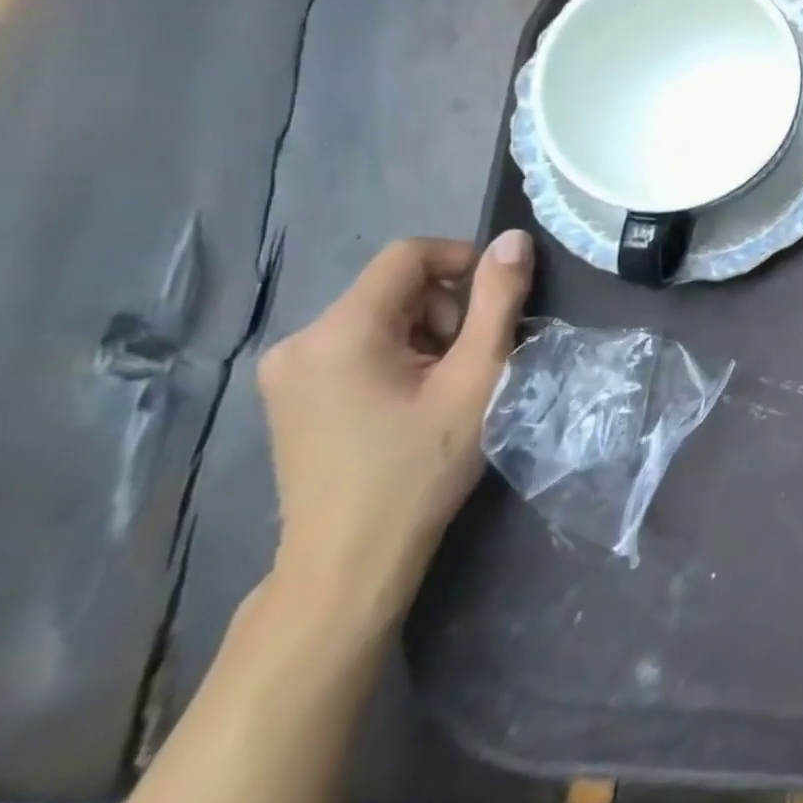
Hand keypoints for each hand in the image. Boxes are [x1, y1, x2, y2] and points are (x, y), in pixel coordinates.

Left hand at [256, 232, 533, 633]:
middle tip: (473, 360)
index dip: (463, 261)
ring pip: (379, 315)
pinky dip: (397, 355)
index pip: (408, 255)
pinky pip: (357, 344)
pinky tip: (412, 400)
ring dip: (425, 334)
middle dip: (446, 309)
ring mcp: (287, 370)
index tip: (498, 303)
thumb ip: (498, 302)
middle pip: (394, 287)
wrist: (350, 562)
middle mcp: (300, 340)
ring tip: (446, 386)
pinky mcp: (290, 395)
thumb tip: (514, 239)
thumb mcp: (477, 378)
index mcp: (340, 331)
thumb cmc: (420, 467)